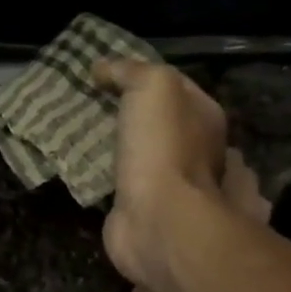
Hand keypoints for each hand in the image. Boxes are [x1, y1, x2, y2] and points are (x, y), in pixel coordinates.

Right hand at [93, 58, 229, 291]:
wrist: (159, 222)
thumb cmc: (162, 150)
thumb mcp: (152, 88)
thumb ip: (130, 71)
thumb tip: (102, 68)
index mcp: (205, 119)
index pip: (177, 86)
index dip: (144, 76)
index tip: (103, 74)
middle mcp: (199, 152)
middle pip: (163, 124)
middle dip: (135, 117)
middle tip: (93, 107)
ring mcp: (176, 187)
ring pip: (146, 157)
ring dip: (123, 150)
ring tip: (84, 137)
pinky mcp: (146, 212)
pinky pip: (124, 187)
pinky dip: (108, 179)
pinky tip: (86, 169)